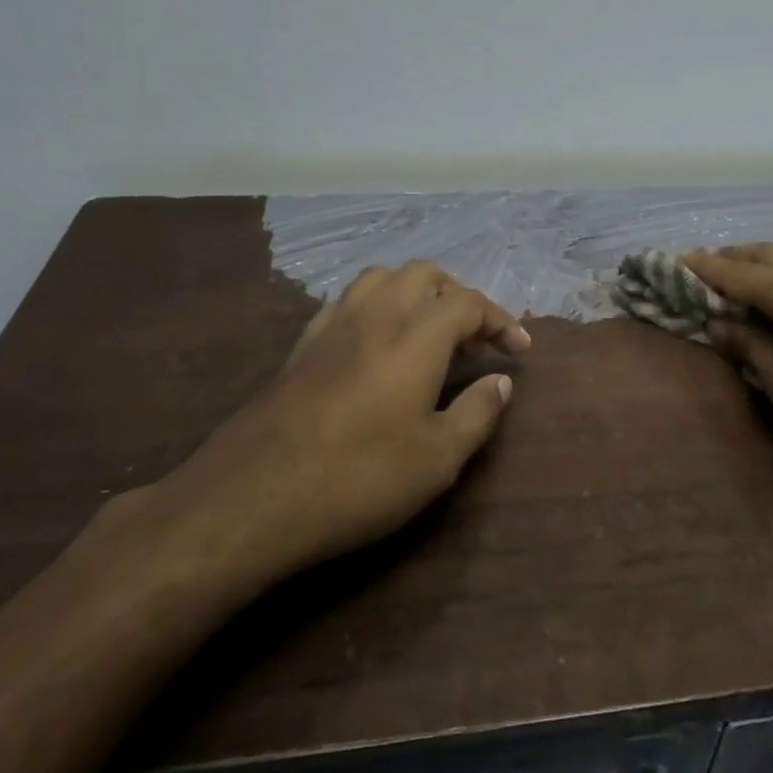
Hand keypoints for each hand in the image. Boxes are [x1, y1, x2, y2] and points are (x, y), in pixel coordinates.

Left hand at [148, 262, 530, 592]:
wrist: (253, 496)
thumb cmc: (359, 477)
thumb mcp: (437, 459)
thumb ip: (477, 413)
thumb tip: (501, 382)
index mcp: (416, 334)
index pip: (469, 302)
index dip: (501, 320)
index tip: (520, 349)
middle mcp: (376, 314)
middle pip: (425, 275)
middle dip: (458, 296)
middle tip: (474, 339)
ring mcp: (333, 325)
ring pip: (381, 279)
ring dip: (413, 292)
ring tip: (427, 330)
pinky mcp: (302, 345)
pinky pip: (347, 302)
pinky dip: (375, 307)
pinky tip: (375, 344)